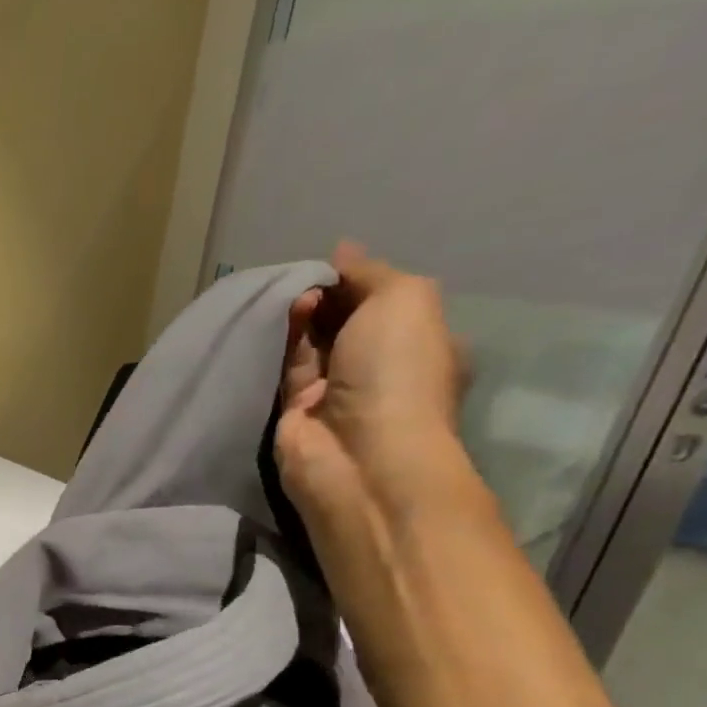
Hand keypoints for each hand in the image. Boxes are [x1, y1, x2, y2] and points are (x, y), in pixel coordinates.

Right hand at [275, 241, 470, 526]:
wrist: (357, 453)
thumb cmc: (397, 373)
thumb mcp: (405, 300)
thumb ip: (370, 273)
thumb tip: (341, 252)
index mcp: (422, 343)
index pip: (388, 302)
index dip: (362, 279)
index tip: (335, 263)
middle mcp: (381, 368)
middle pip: (348, 321)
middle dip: (330, 295)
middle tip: (308, 278)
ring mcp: (337, 392)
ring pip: (316, 342)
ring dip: (306, 315)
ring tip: (295, 295)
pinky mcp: (296, 410)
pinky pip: (289, 366)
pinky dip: (287, 340)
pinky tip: (284, 317)